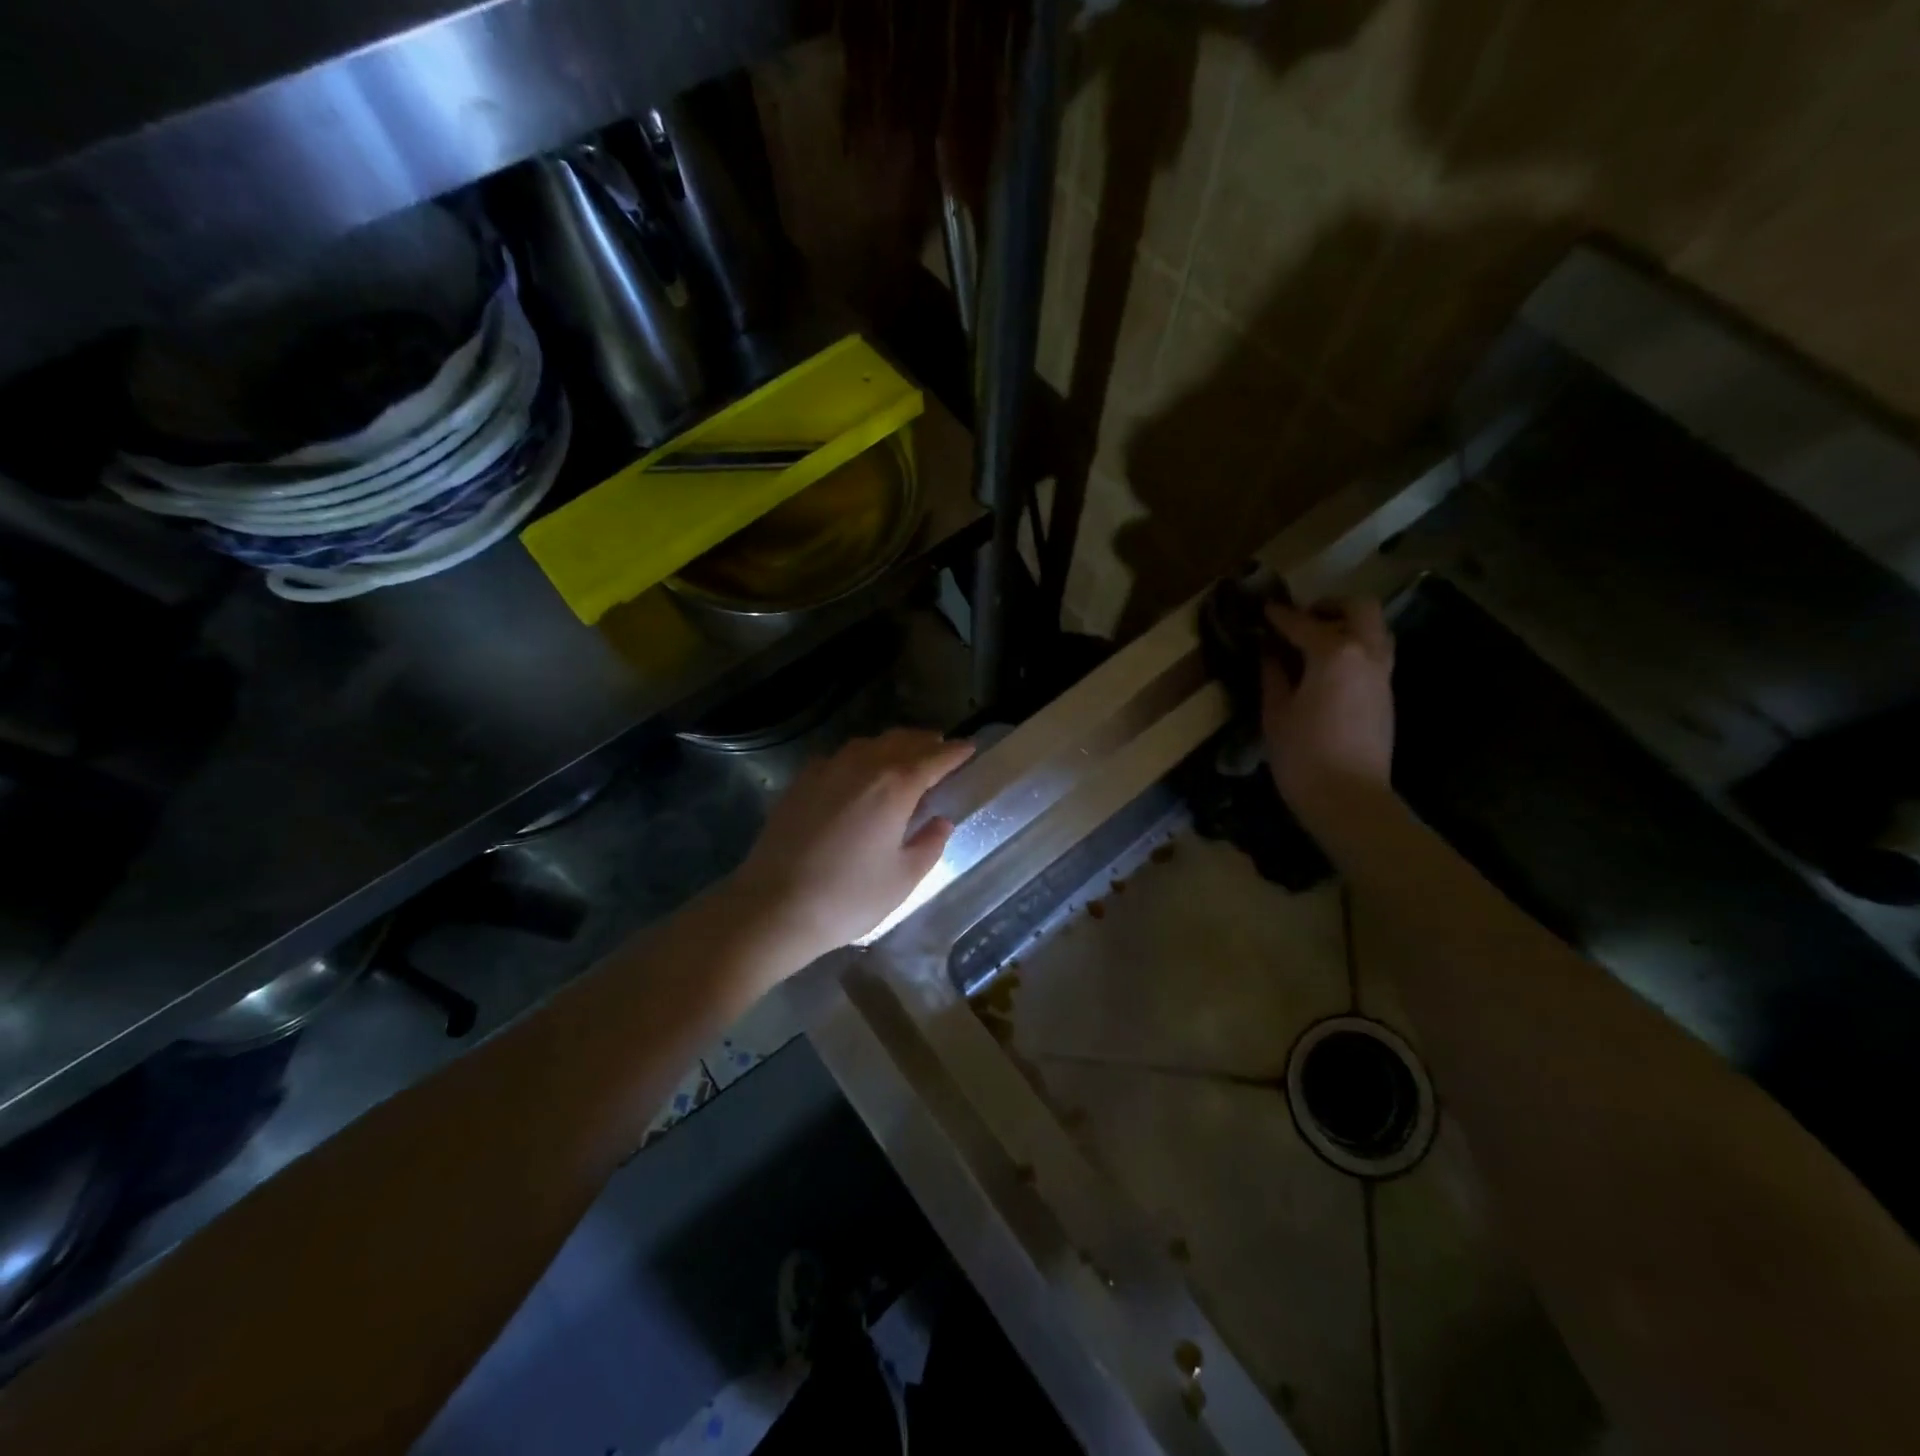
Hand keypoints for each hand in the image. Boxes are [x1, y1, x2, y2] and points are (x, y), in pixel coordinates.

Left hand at [731, 729, 974, 973]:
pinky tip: (858, 773)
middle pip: (901, 741)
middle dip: (925, 741)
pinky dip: (859, 757)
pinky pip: (839, 757)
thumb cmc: (848, 897)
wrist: (774, 906)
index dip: (955, 751)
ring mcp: (827, 770)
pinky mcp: (801, 782)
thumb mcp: (903, 878)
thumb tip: (941, 821)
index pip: (934, 758)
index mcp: (895, 786)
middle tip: (940, 748)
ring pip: (868, 744)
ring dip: (892, 745)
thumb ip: (929, 844)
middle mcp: (862, 766)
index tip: (970, 747)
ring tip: (904, 756)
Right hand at [1262, 597, 1395, 822]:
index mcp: (1334, 654)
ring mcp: (1382, 674)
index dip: (1279, 616)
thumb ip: (1273, 675)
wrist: (1349, 798)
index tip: (1263, 610)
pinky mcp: (1386, 695)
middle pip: (1359, 608)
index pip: (1303, 623)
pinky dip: (1354, 649)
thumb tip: (1269, 653)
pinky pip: (1375, 654)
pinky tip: (1327, 670)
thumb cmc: (1302, 755)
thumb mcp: (1275, 713)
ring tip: (1315, 642)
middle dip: (1330, 606)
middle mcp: (1366, 654)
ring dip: (1348, 626)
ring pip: (1375, 630)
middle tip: (1302, 619)